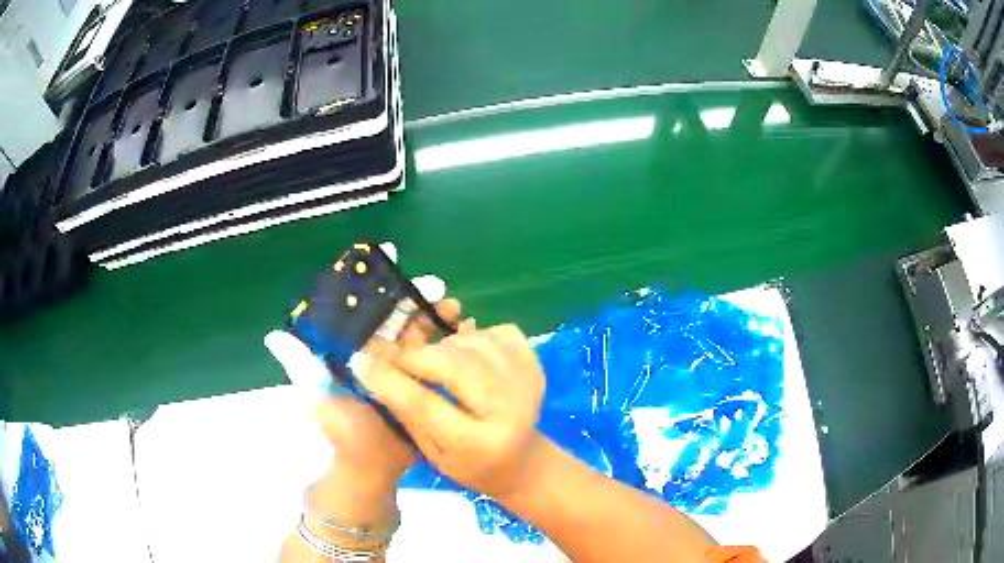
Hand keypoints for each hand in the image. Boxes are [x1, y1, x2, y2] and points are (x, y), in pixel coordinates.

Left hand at [265, 243, 460, 484]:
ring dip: (437, 317)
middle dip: (416, 297)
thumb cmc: (343, 433)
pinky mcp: (423, 383)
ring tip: (455, 308)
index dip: (375, 284)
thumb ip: (301, 367)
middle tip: (437, 286)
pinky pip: (437, 358)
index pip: (364, 310)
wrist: (372, 467)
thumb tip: (273, 335)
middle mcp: (378, 353)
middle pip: (398, 316)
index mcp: (353, 350)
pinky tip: (466, 333)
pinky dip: (450, 344)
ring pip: (421, 333)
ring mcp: (403, 368)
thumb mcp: (318, 398)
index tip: (391, 256)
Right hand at [350, 322, 546, 499]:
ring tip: (433, 361)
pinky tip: (466, 354)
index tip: (360, 361)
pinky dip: (475, 336)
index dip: (389, 379)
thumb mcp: (431, 453)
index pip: (424, 405)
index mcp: (478, 445)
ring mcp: (527, 383)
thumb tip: (371, 367)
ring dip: (443, 346)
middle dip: (415, 355)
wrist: (521, 462)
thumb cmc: (470, 465)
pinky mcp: (535, 364)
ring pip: (473, 343)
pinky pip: (497, 331)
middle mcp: (508, 410)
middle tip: (396, 356)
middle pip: (453, 365)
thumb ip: (405, 411)